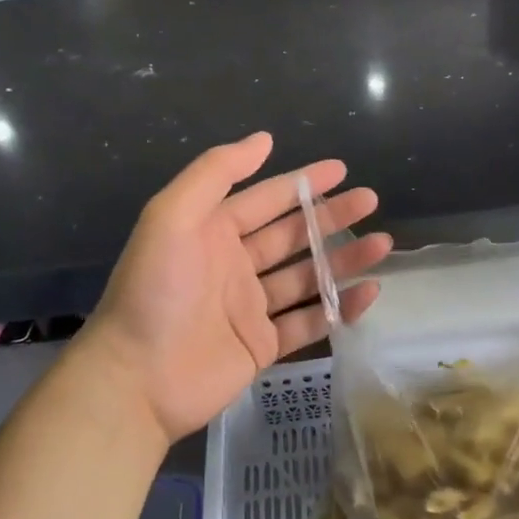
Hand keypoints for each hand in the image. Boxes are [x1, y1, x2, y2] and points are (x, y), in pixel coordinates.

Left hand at [80, 134, 389, 444]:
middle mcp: (233, 265)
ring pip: (306, 276)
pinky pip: (309, 322)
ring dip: (342, 259)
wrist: (136, 379)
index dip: (302, 183)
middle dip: (330, 216)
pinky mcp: (261, 347)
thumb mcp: (172, 216)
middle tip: (370, 200)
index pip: (265, 199)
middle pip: (291, 235)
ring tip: (382, 243)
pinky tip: (368, 293)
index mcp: (211, 232)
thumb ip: (215, 173)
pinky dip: (340, 308)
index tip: (341, 170)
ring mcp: (249, 308)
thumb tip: (263, 139)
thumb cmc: (154, 291)